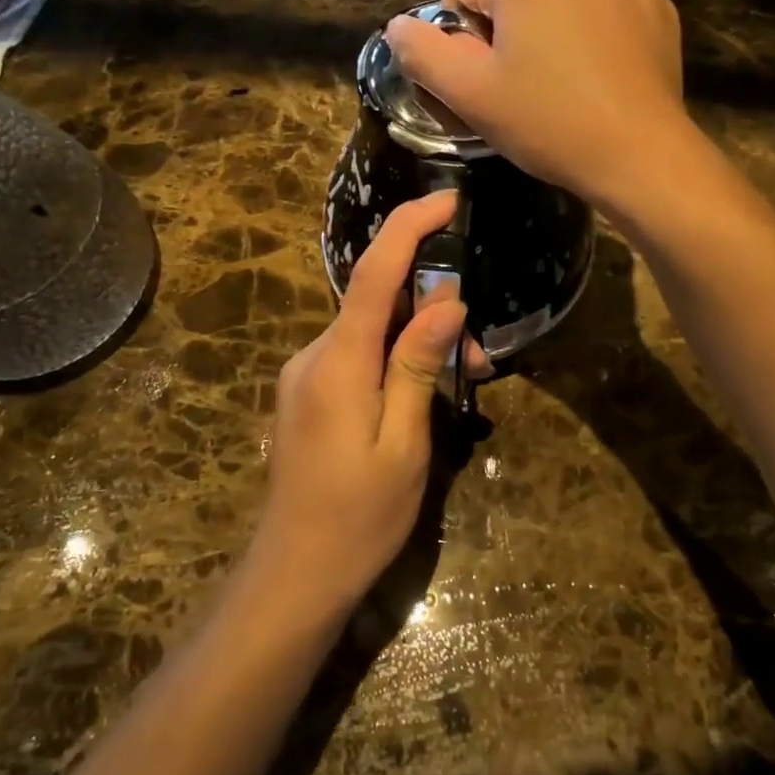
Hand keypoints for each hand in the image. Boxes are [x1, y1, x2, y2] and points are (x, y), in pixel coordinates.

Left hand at [251, 192, 466, 612]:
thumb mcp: (403, 443)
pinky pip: (357, 353)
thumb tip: (446, 300)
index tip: (446, 200)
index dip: (408, 228)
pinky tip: (421, 391)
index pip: (373, 273)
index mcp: (338, 362)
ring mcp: (306, 373)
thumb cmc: (359, 517)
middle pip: (377, 301)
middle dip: (433, 308)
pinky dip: (395, 357)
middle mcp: (314, 354)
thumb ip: (417, 365)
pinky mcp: (309, 391)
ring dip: (418, 340)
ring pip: (371, 329)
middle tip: (480, 356)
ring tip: (463, 381)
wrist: (294, 574)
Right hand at [384, 0, 694, 208]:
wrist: (640, 155)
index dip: (462, 43)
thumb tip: (396, 26)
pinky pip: (605, 12)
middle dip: (510, 35)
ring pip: (562, 1)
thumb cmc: (548, 123)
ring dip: (552, 33)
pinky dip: (595, 36)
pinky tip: (601, 77)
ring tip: (565, 85)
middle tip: (524, 90)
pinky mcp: (658, 6)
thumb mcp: (470, 94)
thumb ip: (423, 53)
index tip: (486, 84)